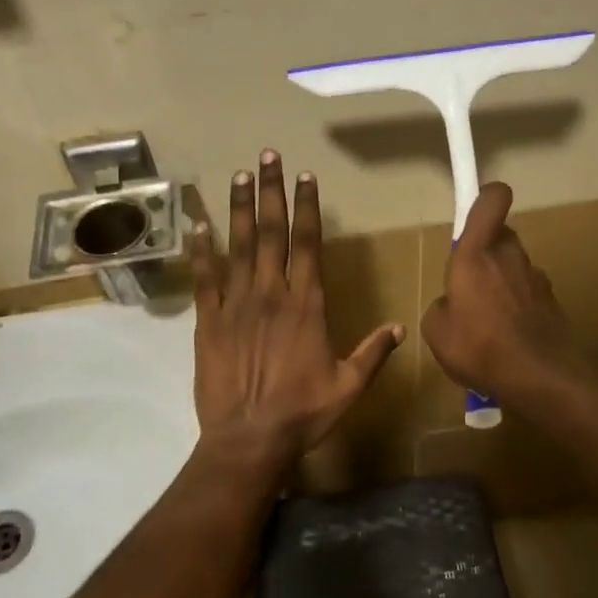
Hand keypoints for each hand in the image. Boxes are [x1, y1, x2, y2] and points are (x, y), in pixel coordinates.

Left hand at [189, 150, 403, 469]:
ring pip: (237, 247)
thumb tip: (399, 327)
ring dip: (239, 209)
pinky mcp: (209, 322)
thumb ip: (373, 353)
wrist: (248, 440)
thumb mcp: (349, 386)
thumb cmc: (302, 413)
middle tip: (267, 157)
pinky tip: (198, 225)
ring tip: (239, 175)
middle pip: (271, 233)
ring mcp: (236, 305)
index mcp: (306, 305)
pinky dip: (201, 251)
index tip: (305, 177)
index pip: (307, 244)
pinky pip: (204, 279)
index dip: (307, 208)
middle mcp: (271, 294)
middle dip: (270, 192)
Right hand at [421, 183, 585, 405]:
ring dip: (501, 282)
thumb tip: (453, 303)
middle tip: (468, 287)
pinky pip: (527, 295)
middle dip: (485, 253)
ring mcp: (536, 279)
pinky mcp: (552, 303)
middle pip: (500, 237)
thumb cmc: (478, 346)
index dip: (484, 197)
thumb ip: (441, 305)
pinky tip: (507, 339)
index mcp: (477, 253)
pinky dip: (517, 308)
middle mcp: (510, 256)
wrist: (540, 378)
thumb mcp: (436, 330)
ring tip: (487, 322)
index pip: (491, 200)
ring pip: (514, 267)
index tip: (474, 211)